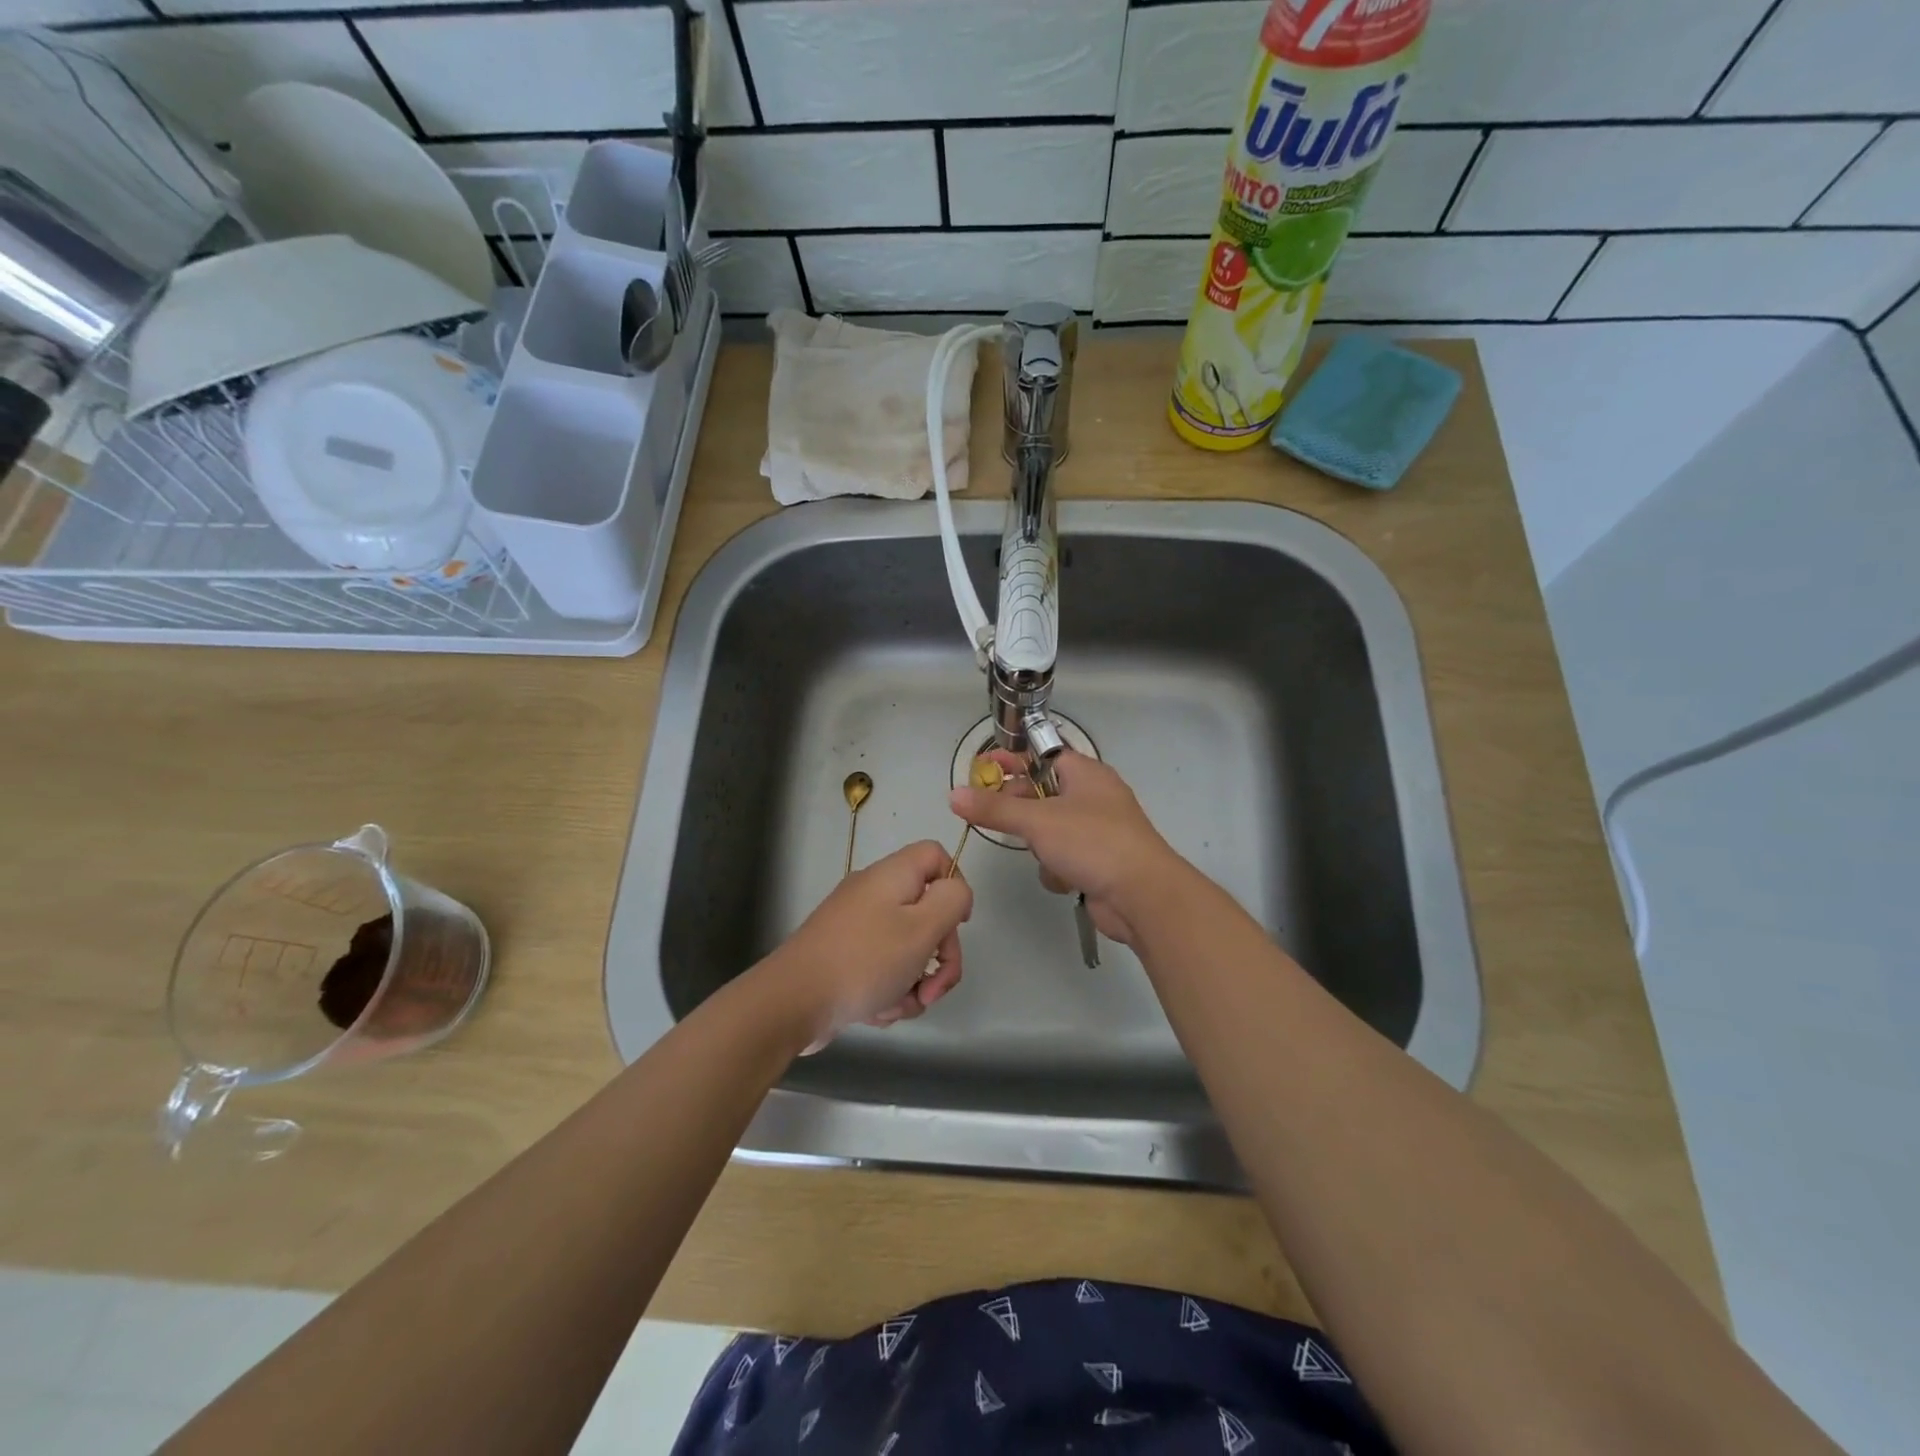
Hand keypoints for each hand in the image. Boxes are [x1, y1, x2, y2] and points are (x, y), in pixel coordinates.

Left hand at [765, 841, 970, 1051]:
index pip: (936, 855)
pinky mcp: (845, 957)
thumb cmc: (864, 960)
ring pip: (908, 948)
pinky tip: (876, 1011)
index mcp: (893, 875)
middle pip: (927, 910)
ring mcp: (857, 926)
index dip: (956, 884)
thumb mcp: (922, 927)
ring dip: (913, 981)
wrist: (793, 1002)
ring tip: (899, 1004)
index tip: (958, 923)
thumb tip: (956, 891)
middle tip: (934, 987)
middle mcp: (874, 894)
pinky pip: (883, 969)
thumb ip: (952, 900)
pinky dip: (888, 991)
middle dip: (939, 955)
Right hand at [948, 750, 1184, 946]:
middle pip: (1042, 794)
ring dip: (1041, 846)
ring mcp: (1098, 831)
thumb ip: (994, 809)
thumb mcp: (1037, 821)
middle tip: (996, 818)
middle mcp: (1093, 797)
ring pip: (1049, 830)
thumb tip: (954, 794)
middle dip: (1022, 811)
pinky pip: (1063, 857)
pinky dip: (1058, 869)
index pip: (1042, 754)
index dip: (1013, 759)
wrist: (1142, 895)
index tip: (984, 766)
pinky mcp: (1099, 862)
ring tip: (1042, 854)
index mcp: (1085, 773)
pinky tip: (1064, 880)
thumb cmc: (1092, 842)